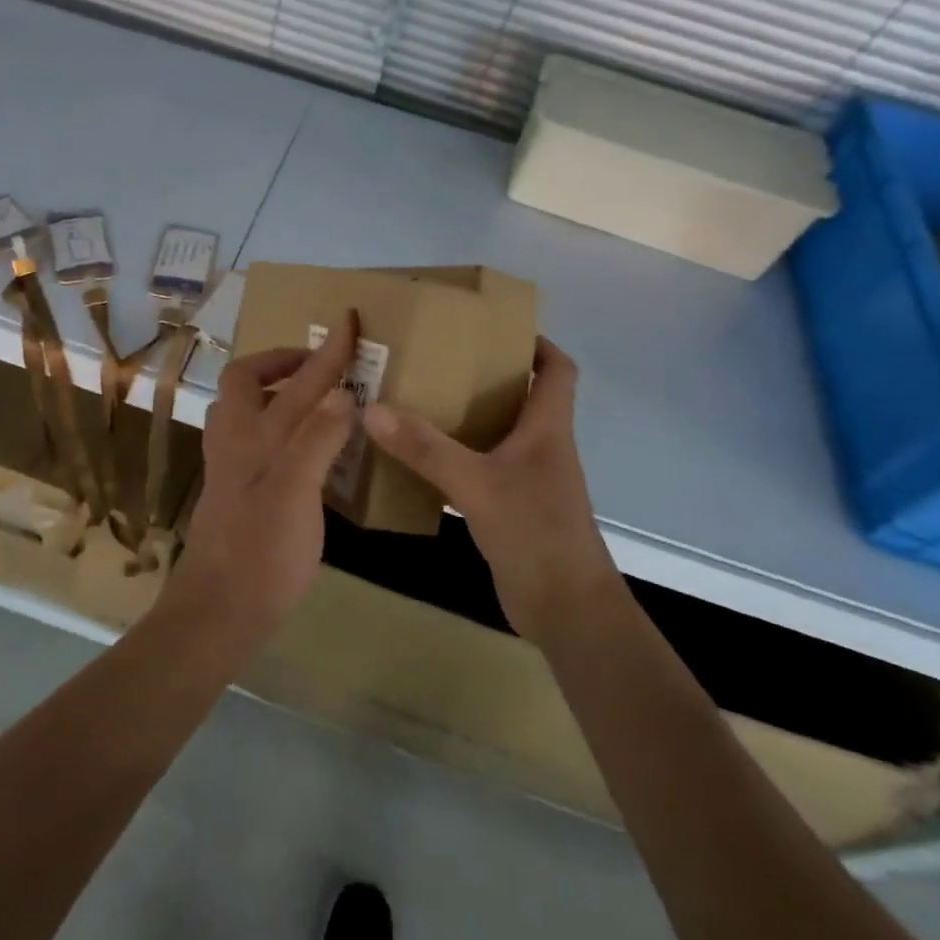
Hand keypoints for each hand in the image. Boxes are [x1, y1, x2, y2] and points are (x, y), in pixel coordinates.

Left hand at [168, 312, 358, 643]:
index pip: (297, 380)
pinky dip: (275, 423)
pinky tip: (300, 446)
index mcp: (254, 435)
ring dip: (273, 390)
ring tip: (309, 397)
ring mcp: (230, 467)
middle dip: (280, 361)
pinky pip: (253, 437)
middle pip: (246, 380)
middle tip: (316, 366)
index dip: (326, 350)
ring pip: (244, 408)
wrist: (218, 611)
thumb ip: (317, 439)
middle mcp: (236, 441)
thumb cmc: (261, 552)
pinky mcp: (235, 491)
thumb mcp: (296, 493)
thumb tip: (341, 393)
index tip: (348, 320)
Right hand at [362, 337, 618, 646]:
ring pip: (499, 431)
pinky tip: (422, 456)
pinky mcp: (513, 507)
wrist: (567, 611)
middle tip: (437, 358)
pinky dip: (459, 455)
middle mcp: (542, 446)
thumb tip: (372, 409)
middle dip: (486, 373)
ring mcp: (529, 479)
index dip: (536, 342)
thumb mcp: (475, 484)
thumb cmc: (535, 533)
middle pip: (522, 395)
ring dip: (468, 414)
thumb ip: (425, 448)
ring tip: (420, 398)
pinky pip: (484, 466)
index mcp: (547, 427)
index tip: (494, 327)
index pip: (558, 369)